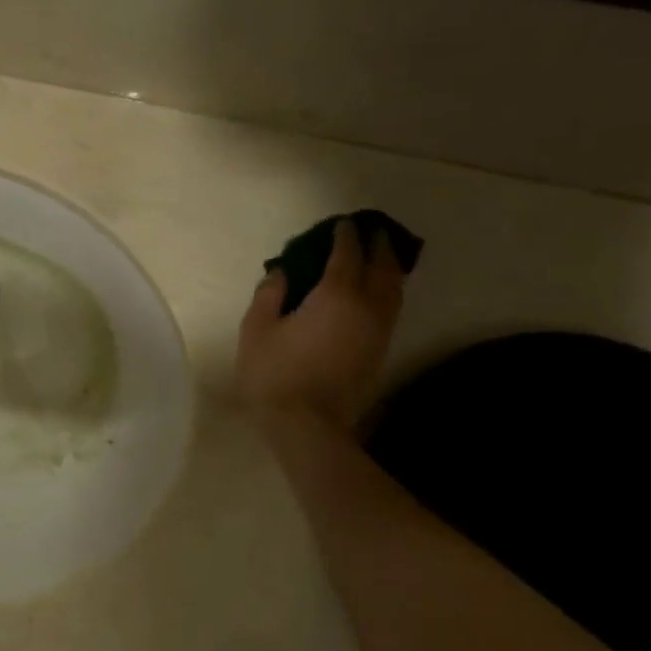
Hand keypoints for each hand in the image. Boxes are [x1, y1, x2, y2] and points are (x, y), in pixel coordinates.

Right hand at [235, 220, 406, 433]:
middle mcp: (366, 306)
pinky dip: (388, 291)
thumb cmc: (274, 374)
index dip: (344, 237)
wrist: (307, 425)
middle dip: (378, 246)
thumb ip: (269, 296)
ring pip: (394, 289)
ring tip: (382, 257)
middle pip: (382, 267)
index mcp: (335, 295)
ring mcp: (378, 330)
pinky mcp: (380, 351)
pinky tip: (378, 293)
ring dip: (389, 268)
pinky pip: (391, 309)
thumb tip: (282, 273)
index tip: (342, 225)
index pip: (346, 255)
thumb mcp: (256, 331)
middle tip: (372, 232)